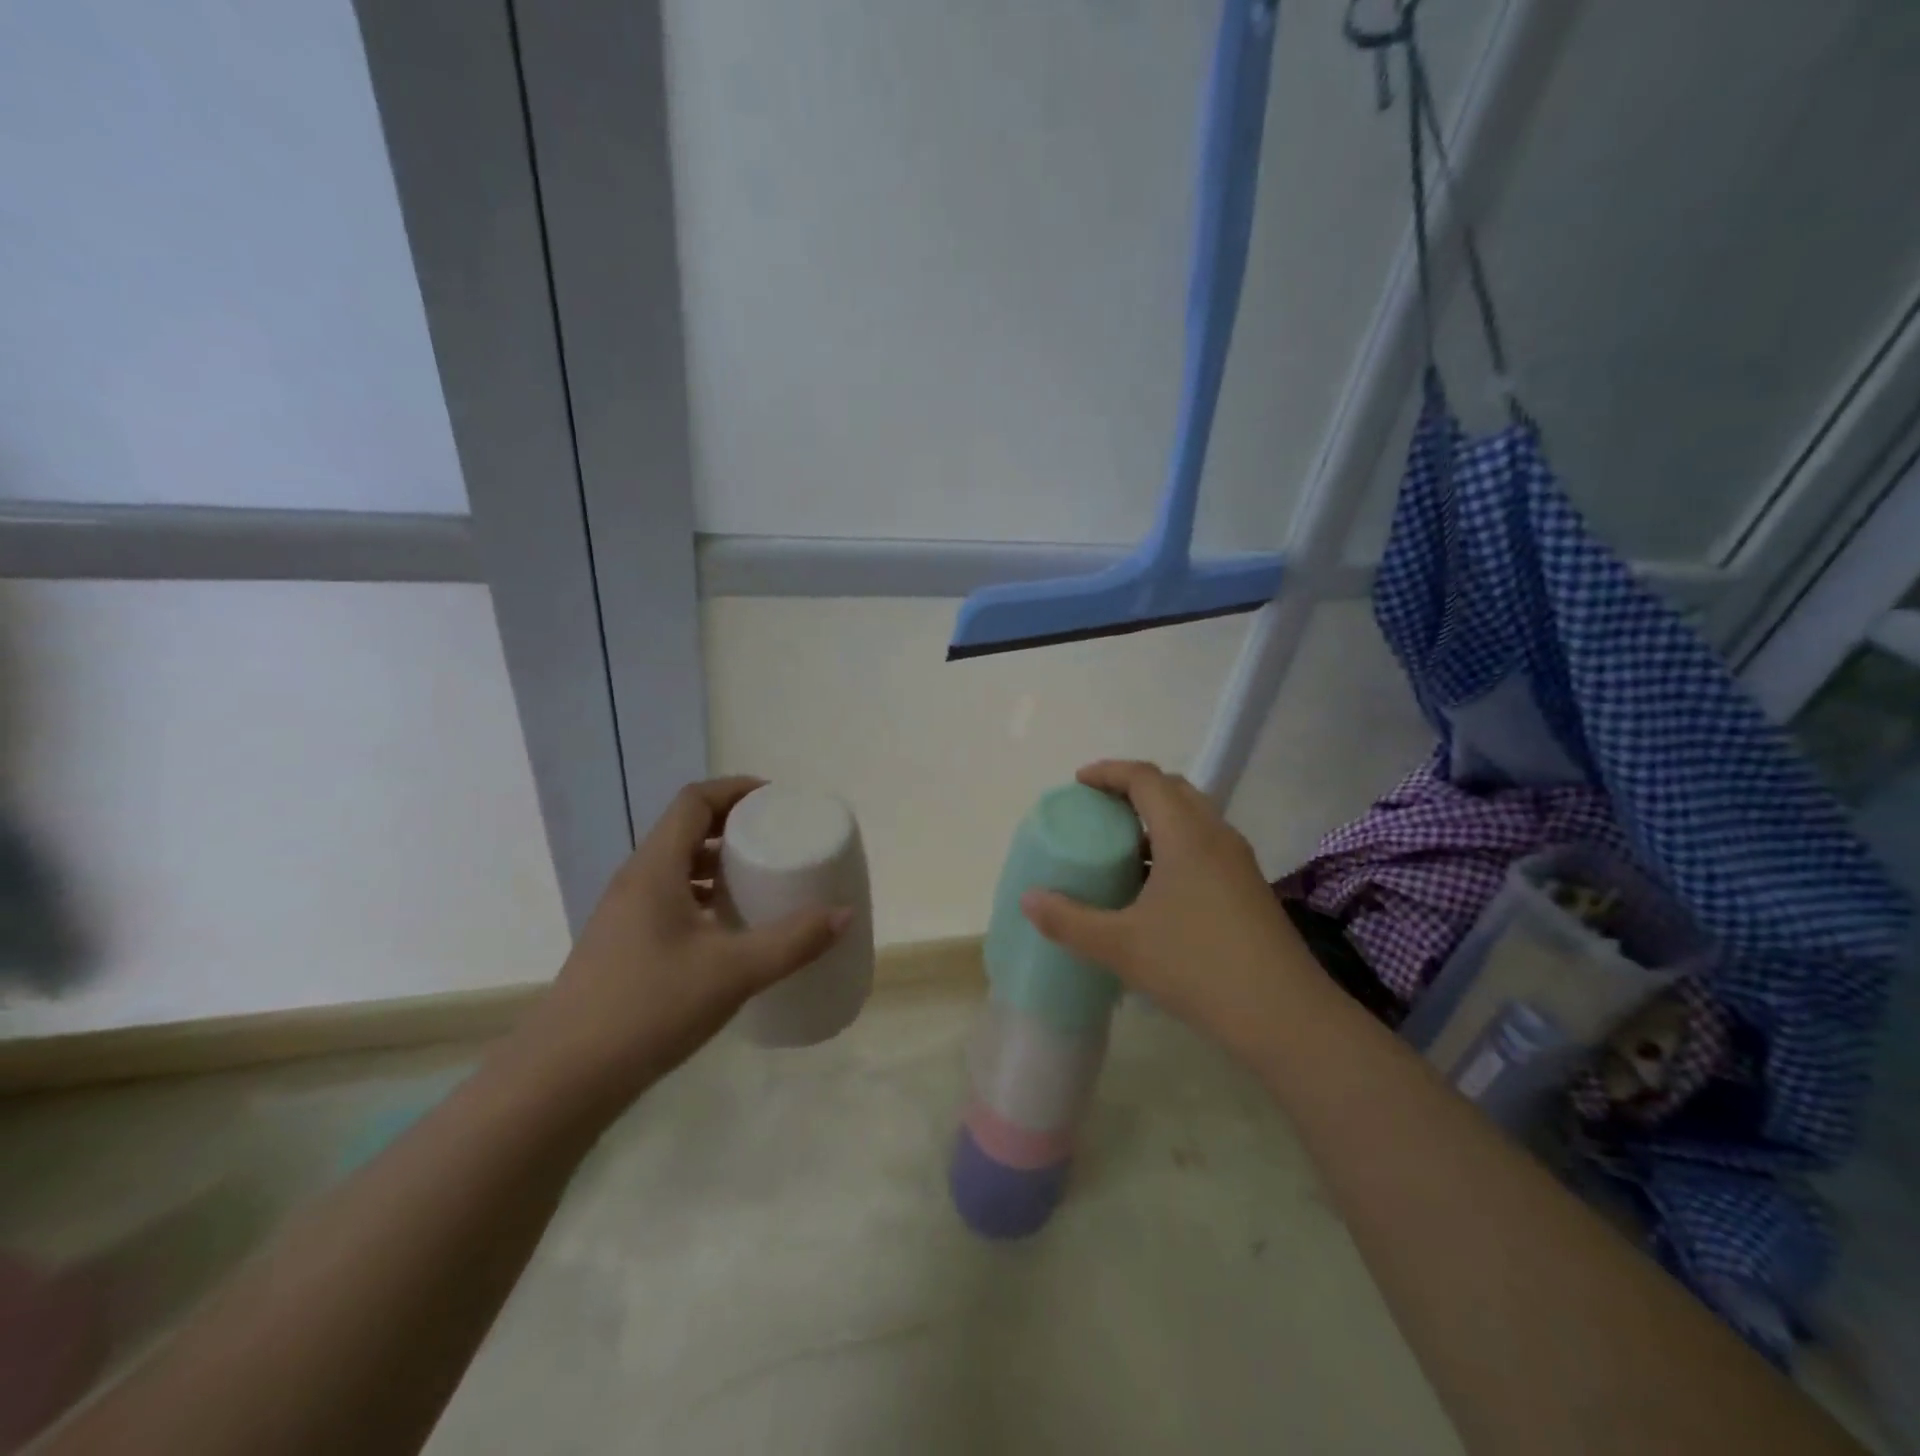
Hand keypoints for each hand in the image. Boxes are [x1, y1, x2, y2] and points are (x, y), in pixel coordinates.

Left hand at [513, 777, 850, 1114]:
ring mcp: (624, 914)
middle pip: (686, 830)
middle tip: (777, 839)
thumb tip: (844, 914)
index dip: (736, 790)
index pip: (694, 801)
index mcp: (655, 869)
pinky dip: (703, 897)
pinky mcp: (622, 945)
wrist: (563, 1079)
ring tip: (759, 879)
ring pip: (676, 867)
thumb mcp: (733, 972)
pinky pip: (669, 898)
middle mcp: (635, 881)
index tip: (776, 800)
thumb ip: (793, 941)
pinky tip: (728, 930)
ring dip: (717, 863)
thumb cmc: (649, 1008)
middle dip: (733, 826)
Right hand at [1019, 761, 1318, 1060]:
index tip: (1078, 783)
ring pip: (1193, 818)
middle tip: (1098, 809)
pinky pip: (1205, 845)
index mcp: (1186, 834)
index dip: (1109, 772)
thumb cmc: (1197, 967)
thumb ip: (1069, 920)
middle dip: (1132, 789)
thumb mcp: (1121, 945)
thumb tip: (1028, 900)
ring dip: (1156, 818)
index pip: (1146, 778)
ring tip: (1122, 845)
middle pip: (1173, 789)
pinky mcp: (1249, 887)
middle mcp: (1216, 836)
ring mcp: (1239, 861)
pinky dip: (1175, 844)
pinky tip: (1155, 886)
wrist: (1284, 1016)